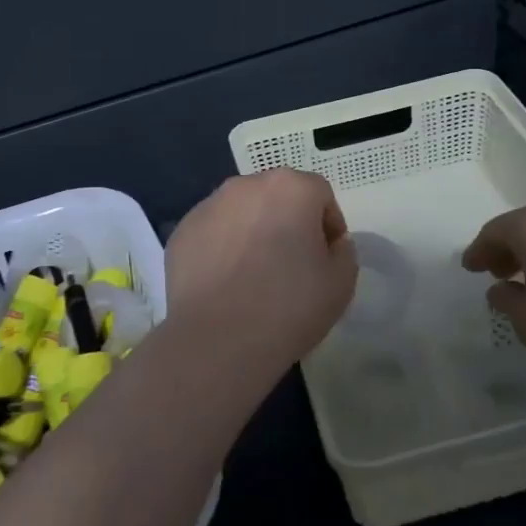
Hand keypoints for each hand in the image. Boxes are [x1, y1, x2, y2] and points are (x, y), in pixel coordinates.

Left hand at [167, 169, 357, 367]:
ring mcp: (208, 206)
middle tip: (291, 266)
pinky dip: (221, 249)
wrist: (218, 340)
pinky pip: (212, 233)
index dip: (328, 226)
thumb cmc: (289, 306)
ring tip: (253, 276)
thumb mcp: (341, 282)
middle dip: (288, 222)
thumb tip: (328, 243)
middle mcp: (246, 185)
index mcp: (290, 187)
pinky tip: (225, 284)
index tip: (326, 259)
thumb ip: (343, 250)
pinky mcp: (181, 231)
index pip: (319, 195)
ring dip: (252, 232)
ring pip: (241, 212)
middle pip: (277, 197)